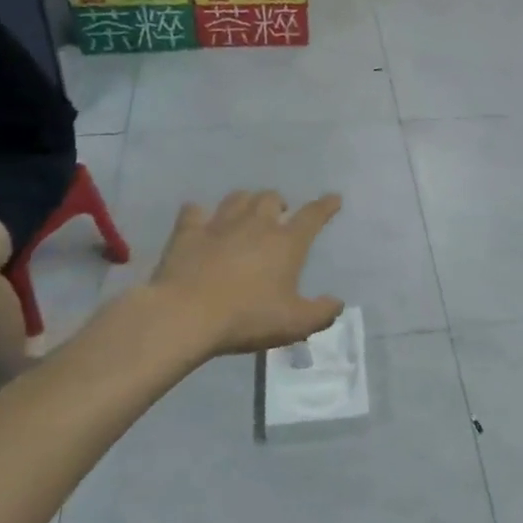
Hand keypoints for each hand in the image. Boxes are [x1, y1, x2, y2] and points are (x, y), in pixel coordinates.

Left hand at [149, 191, 344, 357]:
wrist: (185, 316)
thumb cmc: (247, 318)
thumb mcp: (294, 324)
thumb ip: (321, 313)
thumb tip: (337, 303)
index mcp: (286, 243)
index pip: (312, 216)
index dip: (325, 206)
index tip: (333, 198)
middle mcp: (256, 224)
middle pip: (271, 198)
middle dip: (279, 203)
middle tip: (279, 216)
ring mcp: (219, 225)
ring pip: (237, 198)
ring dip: (246, 202)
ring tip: (247, 212)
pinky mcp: (188, 233)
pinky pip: (194, 211)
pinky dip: (199, 213)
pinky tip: (200, 219)